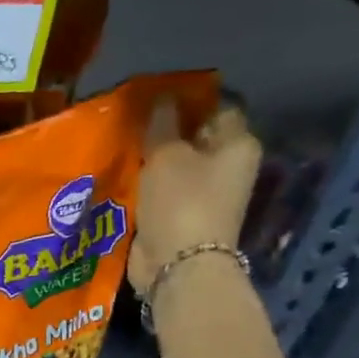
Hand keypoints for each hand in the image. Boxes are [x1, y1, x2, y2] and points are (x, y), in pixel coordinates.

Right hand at [128, 98, 260, 295]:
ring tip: (120, 140)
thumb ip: (162, 124)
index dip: (190, 97)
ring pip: (175, 163)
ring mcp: (204, 193)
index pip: (219, 106)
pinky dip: (144, 180)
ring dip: (151, 155)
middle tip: (131, 116)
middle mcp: (227, 167)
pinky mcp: (180, 214)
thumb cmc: (181, 202)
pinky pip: (161, 187)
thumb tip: (161, 99)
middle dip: (166, 127)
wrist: (178, 264)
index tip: (156, 92)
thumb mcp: (167, 154)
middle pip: (196, 135)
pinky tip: (121, 170)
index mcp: (237, 145)